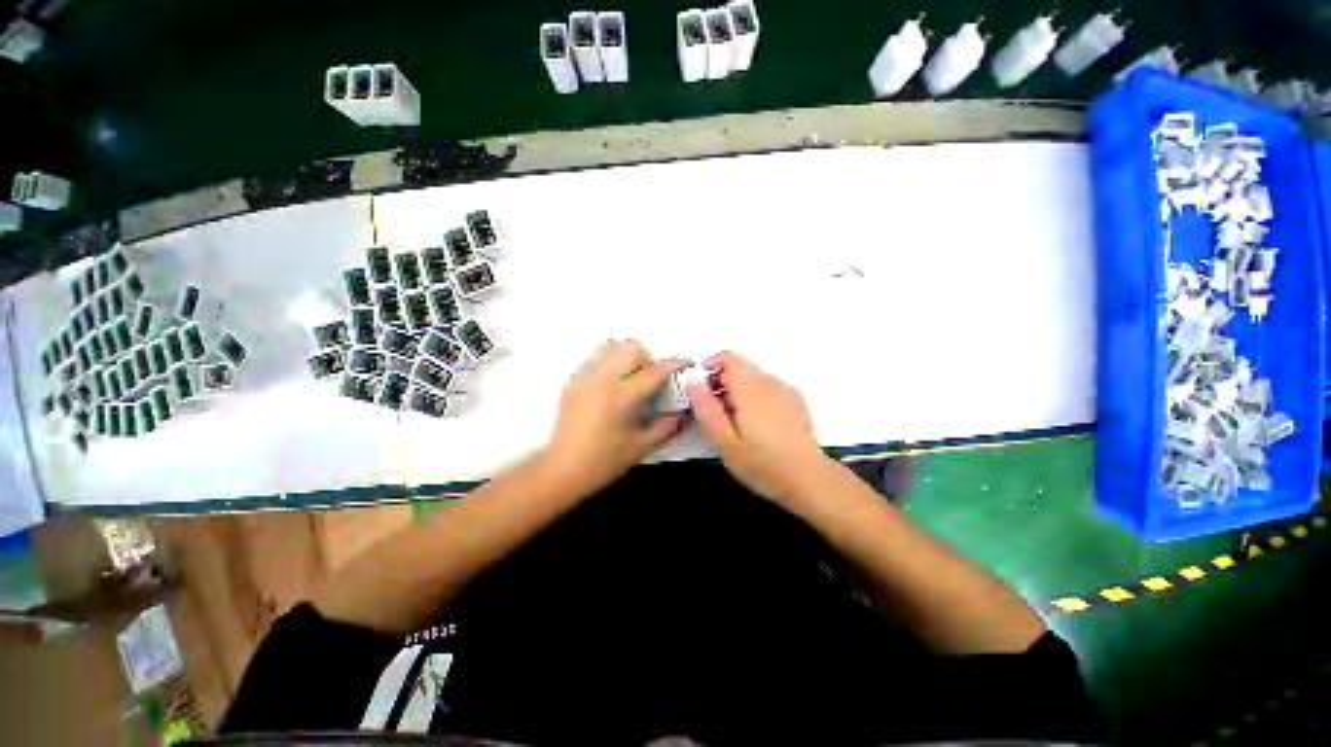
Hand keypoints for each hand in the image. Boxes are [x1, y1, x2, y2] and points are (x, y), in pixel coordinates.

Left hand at [543, 340, 688, 494]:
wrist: (562, 469)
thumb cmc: (604, 461)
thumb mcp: (641, 446)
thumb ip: (667, 426)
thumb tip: (685, 412)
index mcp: (622, 396)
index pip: (654, 371)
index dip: (674, 365)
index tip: (686, 365)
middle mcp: (602, 379)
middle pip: (631, 349)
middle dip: (648, 358)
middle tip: (651, 379)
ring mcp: (584, 377)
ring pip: (610, 347)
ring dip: (627, 356)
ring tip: (630, 378)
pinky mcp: (573, 381)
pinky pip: (595, 358)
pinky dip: (609, 362)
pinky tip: (611, 385)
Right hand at [688, 351, 832, 503]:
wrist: (809, 479)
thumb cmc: (763, 464)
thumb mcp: (724, 441)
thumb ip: (706, 408)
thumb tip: (692, 381)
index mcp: (750, 388)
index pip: (727, 357)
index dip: (709, 366)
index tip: (699, 387)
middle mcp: (770, 382)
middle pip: (739, 367)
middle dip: (720, 382)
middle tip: (712, 411)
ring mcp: (785, 390)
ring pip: (753, 378)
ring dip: (737, 390)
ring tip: (732, 422)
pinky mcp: (794, 401)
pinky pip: (767, 388)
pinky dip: (754, 396)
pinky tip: (754, 425)